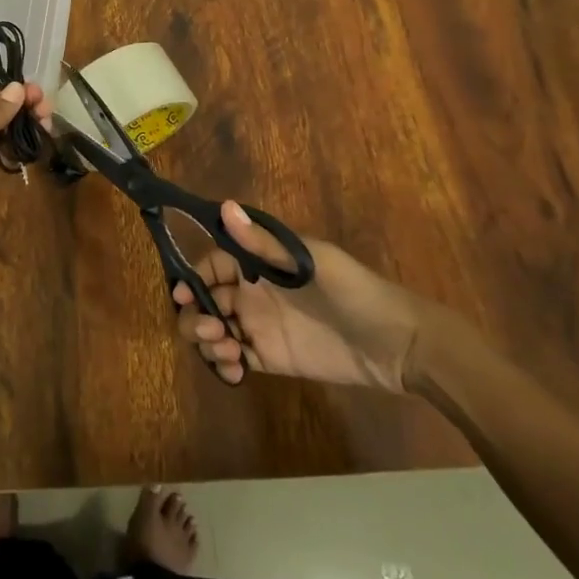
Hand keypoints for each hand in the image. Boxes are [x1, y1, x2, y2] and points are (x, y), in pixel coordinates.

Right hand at [172, 202, 455, 390]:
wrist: (396, 344)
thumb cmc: (353, 291)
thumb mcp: (309, 262)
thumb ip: (263, 243)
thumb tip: (224, 207)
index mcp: (260, 263)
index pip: (213, 264)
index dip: (193, 277)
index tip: (182, 294)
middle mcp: (254, 292)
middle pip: (207, 299)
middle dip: (196, 314)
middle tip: (210, 331)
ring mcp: (260, 326)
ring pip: (216, 330)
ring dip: (208, 340)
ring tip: (227, 351)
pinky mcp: (271, 358)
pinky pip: (235, 359)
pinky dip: (225, 365)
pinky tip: (235, 372)